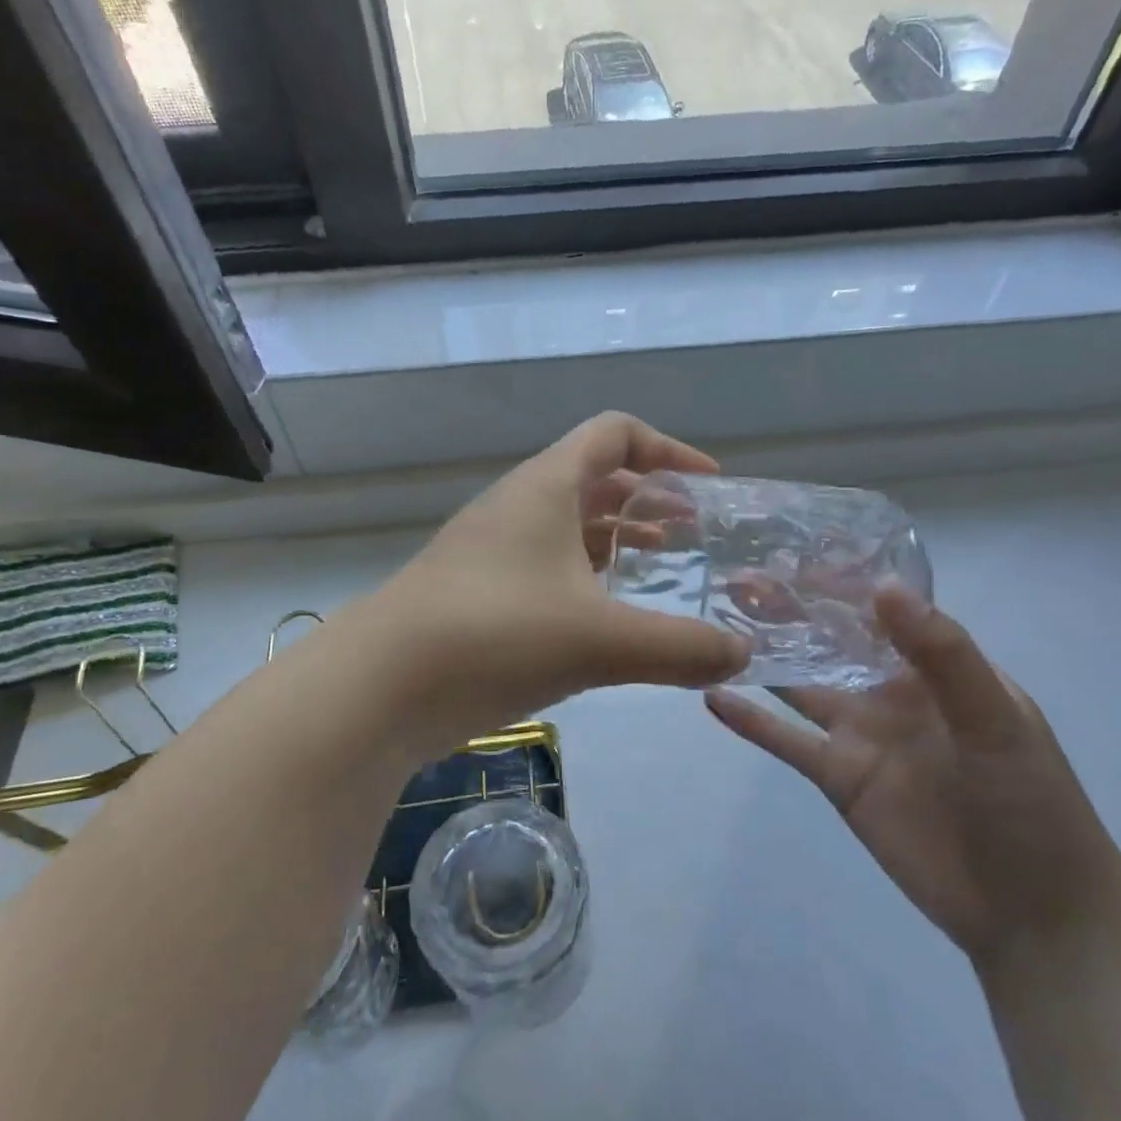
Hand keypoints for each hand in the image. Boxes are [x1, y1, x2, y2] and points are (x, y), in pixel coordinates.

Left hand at [367, 413, 749, 745]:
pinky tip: (606, 617)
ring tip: (661, 567)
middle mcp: (517, 506)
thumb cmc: (493, 635)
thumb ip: (679, 648)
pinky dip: (584, 577)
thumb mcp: (599, 641)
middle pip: (593, 478)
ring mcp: (491, 550)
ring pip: (567, 526)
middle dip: (648, 499)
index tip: (710, 487)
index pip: (614, 434)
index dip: (668, 449)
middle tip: (694, 533)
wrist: (377, 686)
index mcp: (545, 487)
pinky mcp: (477, 592)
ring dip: (616, 538)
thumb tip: (743, 655)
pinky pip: (545, 566)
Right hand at [704, 587, 1120, 965]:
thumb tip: (883, 588)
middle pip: (829, 640)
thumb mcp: (996, 721)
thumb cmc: (1031, 804)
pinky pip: (787, 740)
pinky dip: (751, 720)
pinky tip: (713, 697)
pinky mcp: (837, 776)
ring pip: (800, 683)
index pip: (879, 609)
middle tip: (736, 580)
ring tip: (714, 624)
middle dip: (788, 610)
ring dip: (763, 656)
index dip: (836, 581)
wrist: (1032, 914)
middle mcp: (889, 690)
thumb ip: (943, 655)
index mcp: (934, 666)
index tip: (790, 552)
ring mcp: (860, 733)